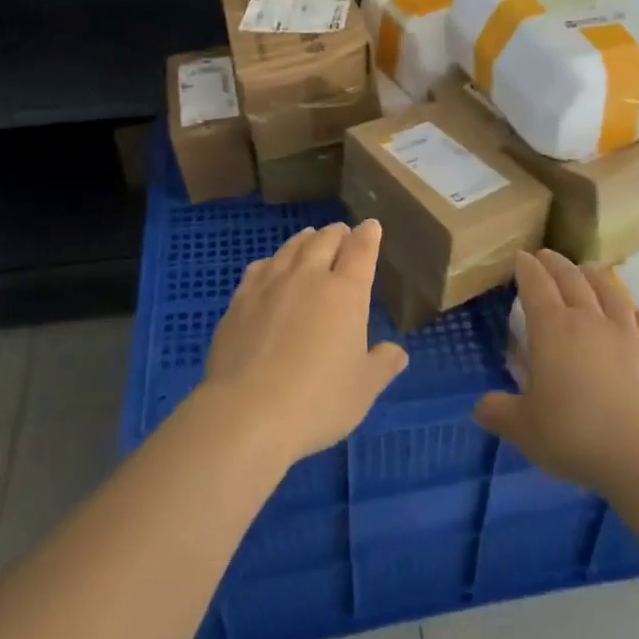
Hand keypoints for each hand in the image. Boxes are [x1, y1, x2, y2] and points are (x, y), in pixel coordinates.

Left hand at [202, 220, 408, 465]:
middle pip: (324, 241)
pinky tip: (269, 266)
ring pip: (291, 249)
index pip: (360, 251)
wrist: (247, 412)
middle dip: (337, 233)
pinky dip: (272, 260)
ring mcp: (270, 285)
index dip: (368, 235)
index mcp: (345, 292)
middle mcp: (308, 277)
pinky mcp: (240, 300)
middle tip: (342, 232)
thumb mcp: (363, 389)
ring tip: (309, 237)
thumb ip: (383, 365)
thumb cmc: (318, 400)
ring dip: (305, 240)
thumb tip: (398, 352)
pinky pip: (259, 268)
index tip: (371, 226)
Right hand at [474, 249, 638, 494]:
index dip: (526, 268)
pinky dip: (634, 312)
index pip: (536, 286)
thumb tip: (481, 407)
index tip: (521, 256)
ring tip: (586, 270)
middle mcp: (589, 321)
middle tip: (546, 255)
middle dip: (556, 264)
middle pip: (571, 280)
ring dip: (594, 277)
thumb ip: (499, 413)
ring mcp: (627, 335)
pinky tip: (634, 313)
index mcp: (552, 329)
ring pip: (609, 292)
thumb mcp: (524, 429)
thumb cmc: (575, 435)